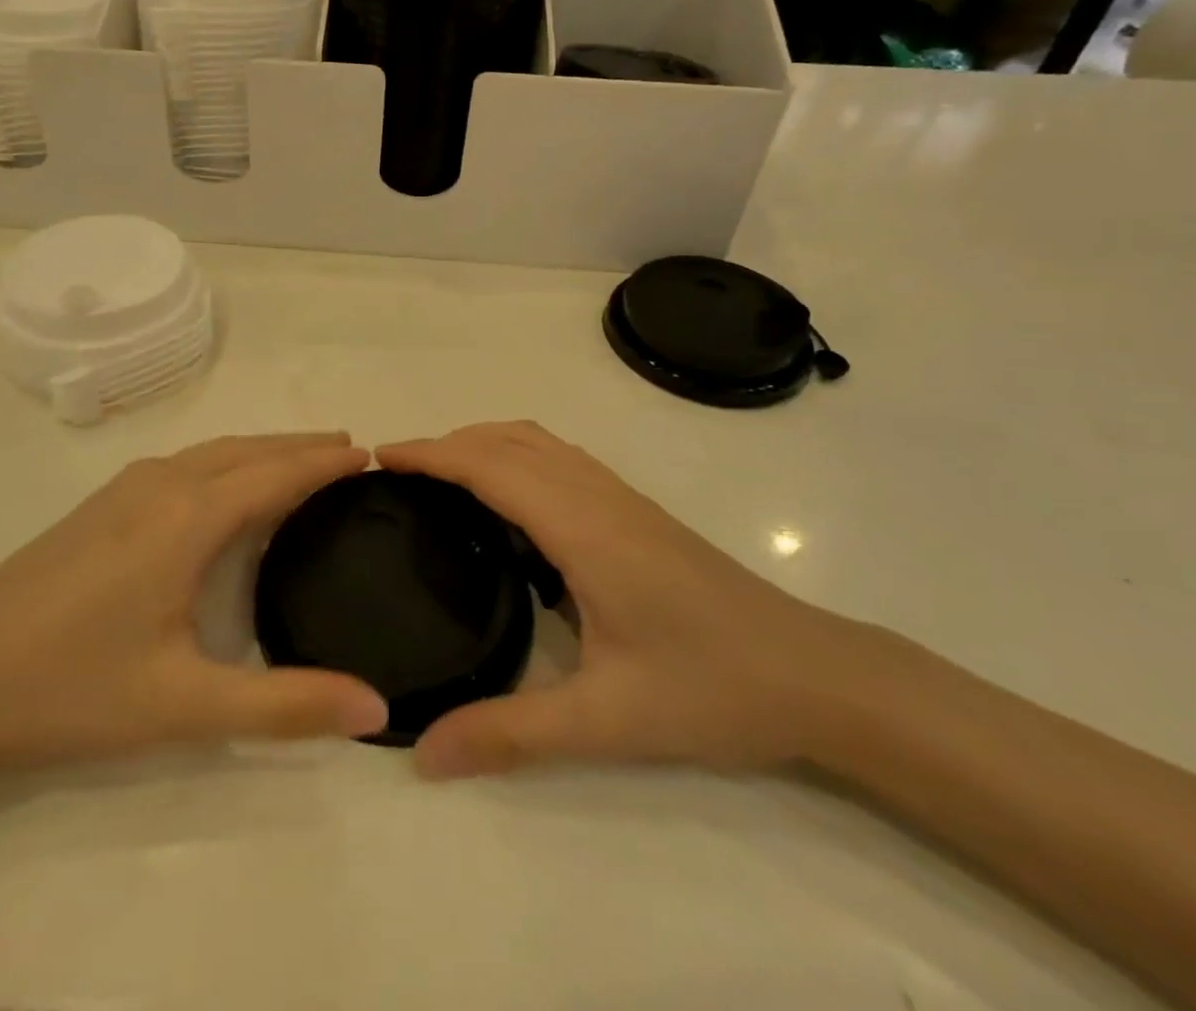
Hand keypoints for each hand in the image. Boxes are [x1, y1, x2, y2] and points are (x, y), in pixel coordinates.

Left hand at [0, 434, 388, 771]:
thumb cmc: (72, 688)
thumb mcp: (185, 707)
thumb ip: (286, 705)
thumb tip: (377, 709)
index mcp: (189, 517)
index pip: (277, 473)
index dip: (326, 463)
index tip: (372, 455)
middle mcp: (163, 484)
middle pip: (248, 449)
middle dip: (302, 447)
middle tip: (351, 452)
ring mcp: (127, 487)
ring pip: (214, 450)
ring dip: (264, 449)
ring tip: (303, 461)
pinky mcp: (103, 501)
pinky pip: (187, 462)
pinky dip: (229, 460)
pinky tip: (228, 487)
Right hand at [377, 422, 871, 779]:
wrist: (817, 676)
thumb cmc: (710, 690)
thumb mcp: (605, 722)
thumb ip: (510, 733)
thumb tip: (422, 755)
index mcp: (581, 527)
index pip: (489, 466)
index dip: (430, 453)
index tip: (378, 456)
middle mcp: (596, 495)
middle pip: (508, 440)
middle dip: (446, 443)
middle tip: (396, 472)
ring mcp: (621, 497)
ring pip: (537, 441)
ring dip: (482, 442)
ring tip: (439, 476)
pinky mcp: (636, 511)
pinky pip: (559, 459)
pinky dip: (515, 455)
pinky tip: (508, 502)